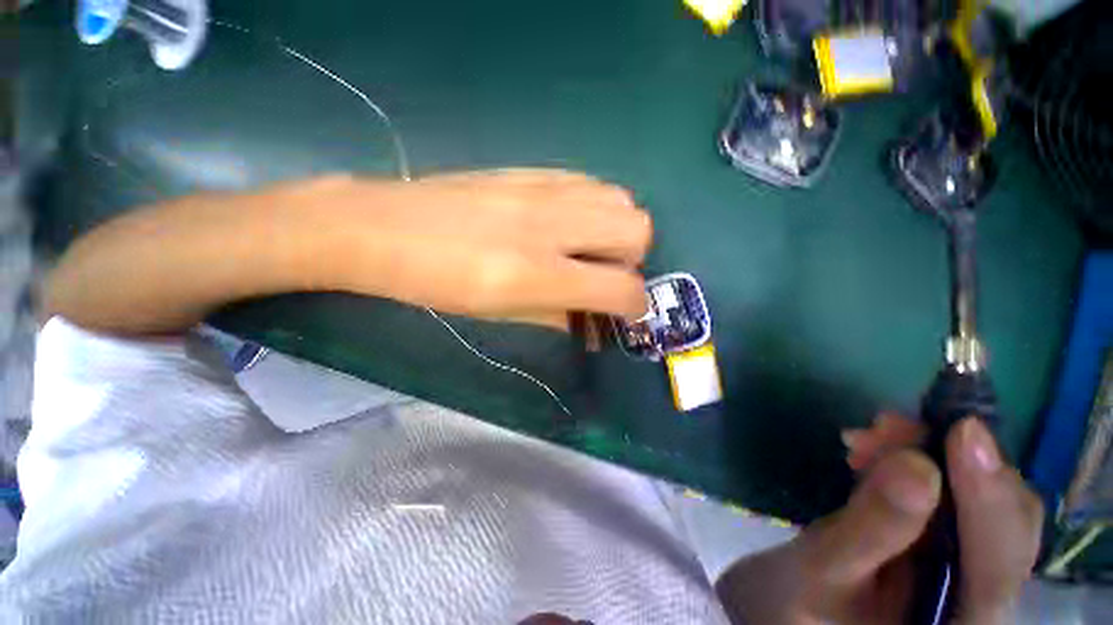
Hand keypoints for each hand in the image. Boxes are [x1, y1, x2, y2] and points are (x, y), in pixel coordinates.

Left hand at [318, 169, 652, 328]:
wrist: (380, 227)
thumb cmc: (436, 285)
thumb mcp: (499, 314)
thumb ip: (556, 316)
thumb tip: (592, 323)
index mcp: (536, 273)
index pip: (620, 287)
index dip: (634, 305)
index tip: (626, 313)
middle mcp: (549, 225)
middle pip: (637, 229)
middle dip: (633, 261)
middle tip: (606, 276)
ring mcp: (541, 189)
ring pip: (620, 199)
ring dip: (618, 230)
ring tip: (591, 248)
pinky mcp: (531, 169)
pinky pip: (589, 182)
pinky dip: (595, 206)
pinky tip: (570, 222)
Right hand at [717, 417, 1042, 624]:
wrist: (792, 609)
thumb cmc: (798, 608)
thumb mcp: (820, 572)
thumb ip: (870, 531)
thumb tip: (917, 466)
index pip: (998, 564)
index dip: (989, 496)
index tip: (963, 429)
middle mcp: (980, 598)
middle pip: (1002, 521)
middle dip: (953, 463)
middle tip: (887, 427)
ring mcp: (966, 567)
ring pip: (978, 496)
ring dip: (928, 454)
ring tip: (868, 436)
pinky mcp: (942, 540)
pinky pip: (948, 490)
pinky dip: (914, 459)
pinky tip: (874, 450)